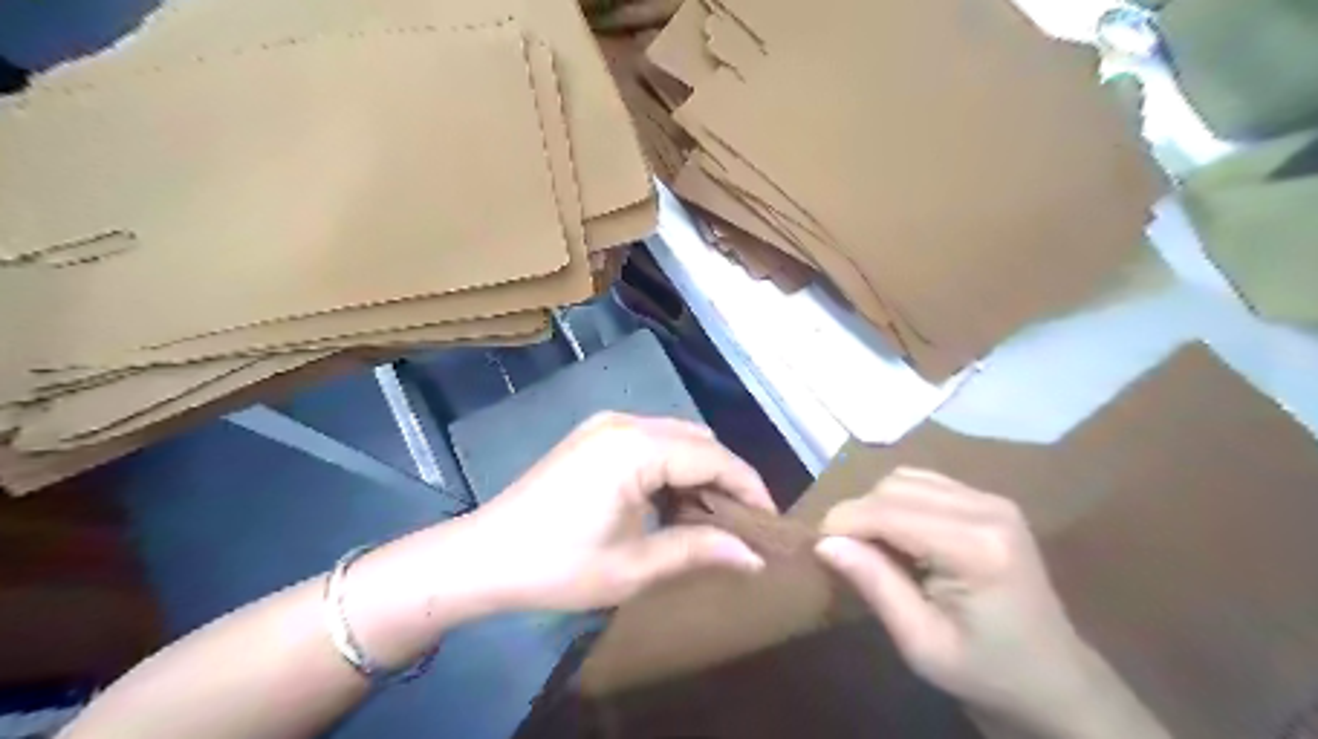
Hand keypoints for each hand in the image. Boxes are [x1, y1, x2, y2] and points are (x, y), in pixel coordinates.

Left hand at [459, 415, 773, 611]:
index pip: (714, 457)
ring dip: (700, 472)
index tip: (770, 525)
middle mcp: (625, 423)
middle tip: (742, 526)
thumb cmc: (557, 566)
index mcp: (636, 448)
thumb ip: (698, 551)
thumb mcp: (634, 567)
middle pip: (699, 440)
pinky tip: (672, 503)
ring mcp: (606, 425)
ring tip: (711, 519)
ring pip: (677, 438)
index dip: (750, 488)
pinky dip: (673, 467)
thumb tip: (755, 557)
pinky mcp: (595, 436)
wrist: (482, 557)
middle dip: (727, 479)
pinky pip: (652, 441)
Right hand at [820, 471, 1104, 734]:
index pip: (887, 512)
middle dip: (857, 515)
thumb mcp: (921, 643)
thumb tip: (823, 542)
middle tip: (844, 555)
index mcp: (976, 548)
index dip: (842, 523)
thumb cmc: (986, 674)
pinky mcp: (989, 501)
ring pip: (904, 478)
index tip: (816, 549)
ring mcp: (992, 500)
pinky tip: (899, 535)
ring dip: (876, 506)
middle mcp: (986, 509)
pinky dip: (897, 502)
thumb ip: (874, 585)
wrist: (1054, 682)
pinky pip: (924, 482)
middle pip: (893, 487)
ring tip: (871, 547)